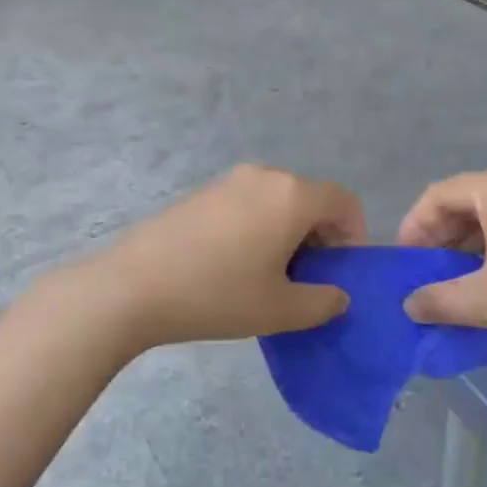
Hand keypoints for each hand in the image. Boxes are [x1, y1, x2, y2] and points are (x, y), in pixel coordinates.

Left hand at [50, 165, 366, 351]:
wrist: (133, 285)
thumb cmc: (218, 294)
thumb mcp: (279, 310)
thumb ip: (322, 302)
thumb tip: (338, 295)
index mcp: (291, 195)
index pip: (344, 202)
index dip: (353, 236)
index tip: (340, 273)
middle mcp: (264, 176)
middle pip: (311, 198)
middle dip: (321, 236)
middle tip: (308, 280)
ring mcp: (229, 180)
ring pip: (279, 201)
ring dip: (289, 232)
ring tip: (271, 276)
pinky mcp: (203, 192)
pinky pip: (249, 203)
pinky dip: (260, 226)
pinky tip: (236, 265)